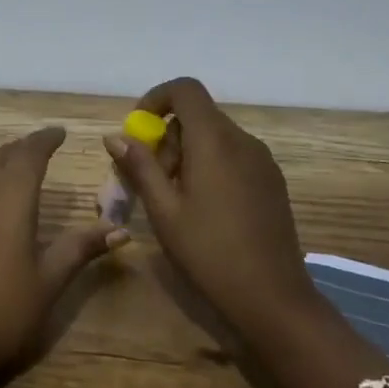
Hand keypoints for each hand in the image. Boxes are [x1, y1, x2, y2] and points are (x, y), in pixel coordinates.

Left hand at [0, 126, 126, 387]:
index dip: (44, 140)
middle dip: (22, 147)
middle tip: (44, 145)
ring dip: (0, 160)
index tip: (61, 132)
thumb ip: (81, 248)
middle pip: (0, 158)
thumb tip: (120, 229)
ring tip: (19, 163)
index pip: (27, 156)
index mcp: (8, 202)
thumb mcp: (50, 281)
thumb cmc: (5, 313)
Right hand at [104, 77, 316, 332]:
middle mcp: (242, 140)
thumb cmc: (209, 252)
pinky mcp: (271, 180)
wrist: (273, 297)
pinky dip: (208, 164)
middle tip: (149, 177)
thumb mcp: (163, 210)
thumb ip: (139, 167)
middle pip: (197, 115)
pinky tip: (202, 206)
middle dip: (166, 136)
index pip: (185, 89)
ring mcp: (262, 160)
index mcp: (214, 141)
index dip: (156, 99)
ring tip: (173, 197)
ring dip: (185, 152)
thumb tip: (115, 137)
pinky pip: (232, 154)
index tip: (138, 131)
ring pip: (214, 136)